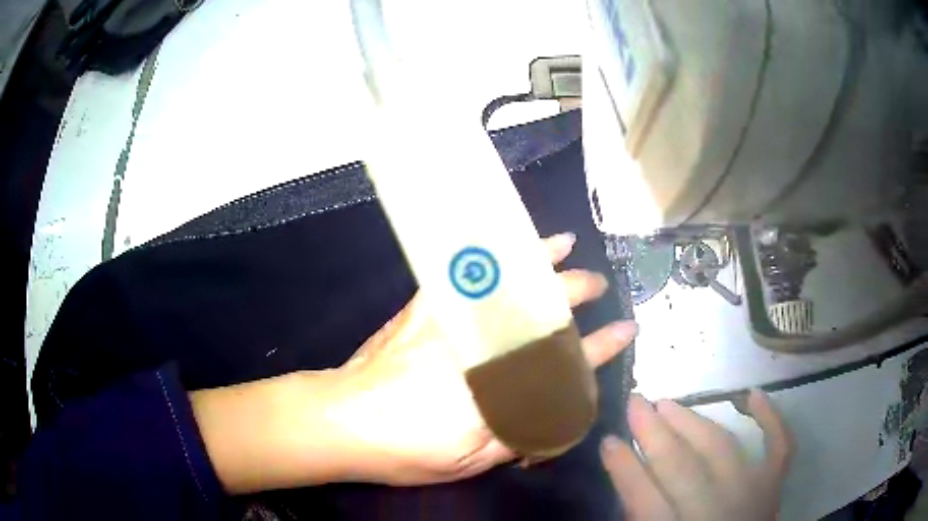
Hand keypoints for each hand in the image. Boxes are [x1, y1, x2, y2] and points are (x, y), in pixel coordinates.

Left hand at [329, 232, 637, 484]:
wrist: (342, 420)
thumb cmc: (406, 450)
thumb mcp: (471, 460)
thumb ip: (520, 435)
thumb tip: (556, 415)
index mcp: (503, 387)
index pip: (569, 361)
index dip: (601, 348)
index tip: (625, 331)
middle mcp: (485, 345)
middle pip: (544, 310)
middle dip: (577, 294)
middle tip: (600, 287)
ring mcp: (454, 318)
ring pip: (508, 281)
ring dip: (543, 261)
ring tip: (567, 247)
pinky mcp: (427, 305)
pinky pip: (468, 270)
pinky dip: (492, 254)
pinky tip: (508, 244)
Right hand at [601, 391, 794, 520]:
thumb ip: (642, 513)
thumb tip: (629, 472)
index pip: (643, 496)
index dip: (624, 466)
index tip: (608, 439)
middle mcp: (717, 508)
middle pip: (681, 465)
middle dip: (653, 431)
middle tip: (635, 402)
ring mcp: (752, 490)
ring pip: (721, 446)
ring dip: (692, 421)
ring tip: (668, 403)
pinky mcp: (774, 482)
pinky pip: (779, 444)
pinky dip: (771, 417)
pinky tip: (753, 394)